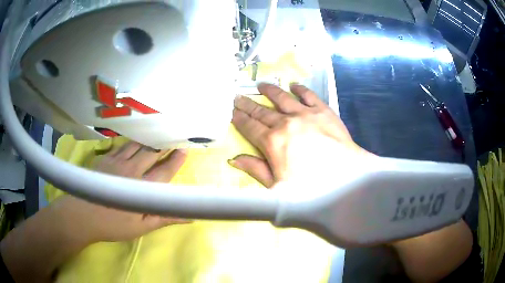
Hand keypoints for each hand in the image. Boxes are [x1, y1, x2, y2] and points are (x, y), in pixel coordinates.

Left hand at [56, 142, 189, 242]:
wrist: (81, 215)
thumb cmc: (113, 225)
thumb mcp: (141, 227)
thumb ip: (164, 218)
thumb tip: (189, 216)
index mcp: (142, 188)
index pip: (164, 172)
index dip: (175, 161)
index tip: (185, 150)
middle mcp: (131, 170)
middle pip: (151, 153)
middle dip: (164, 145)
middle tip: (173, 138)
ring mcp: (116, 161)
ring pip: (137, 145)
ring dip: (148, 141)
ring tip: (156, 137)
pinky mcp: (105, 158)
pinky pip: (122, 146)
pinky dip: (131, 143)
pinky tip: (134, 142)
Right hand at [230, 83, 370, 187]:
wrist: (346, 177)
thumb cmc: (310, 187)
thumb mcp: (277, 187)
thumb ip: (255, 170)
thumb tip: (234, 159)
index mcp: (272, 142)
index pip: (249, 127)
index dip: (239, 119)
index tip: (232, 111)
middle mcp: (286, 123)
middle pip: (261, 111)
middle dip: (248, 104)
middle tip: (238, 97)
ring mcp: (305, 114)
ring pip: (282, 98)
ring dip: (270, 91)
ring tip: (261, 85)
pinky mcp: (323, 111)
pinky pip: (308, 95)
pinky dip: (300, 89)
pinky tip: (293, 85)